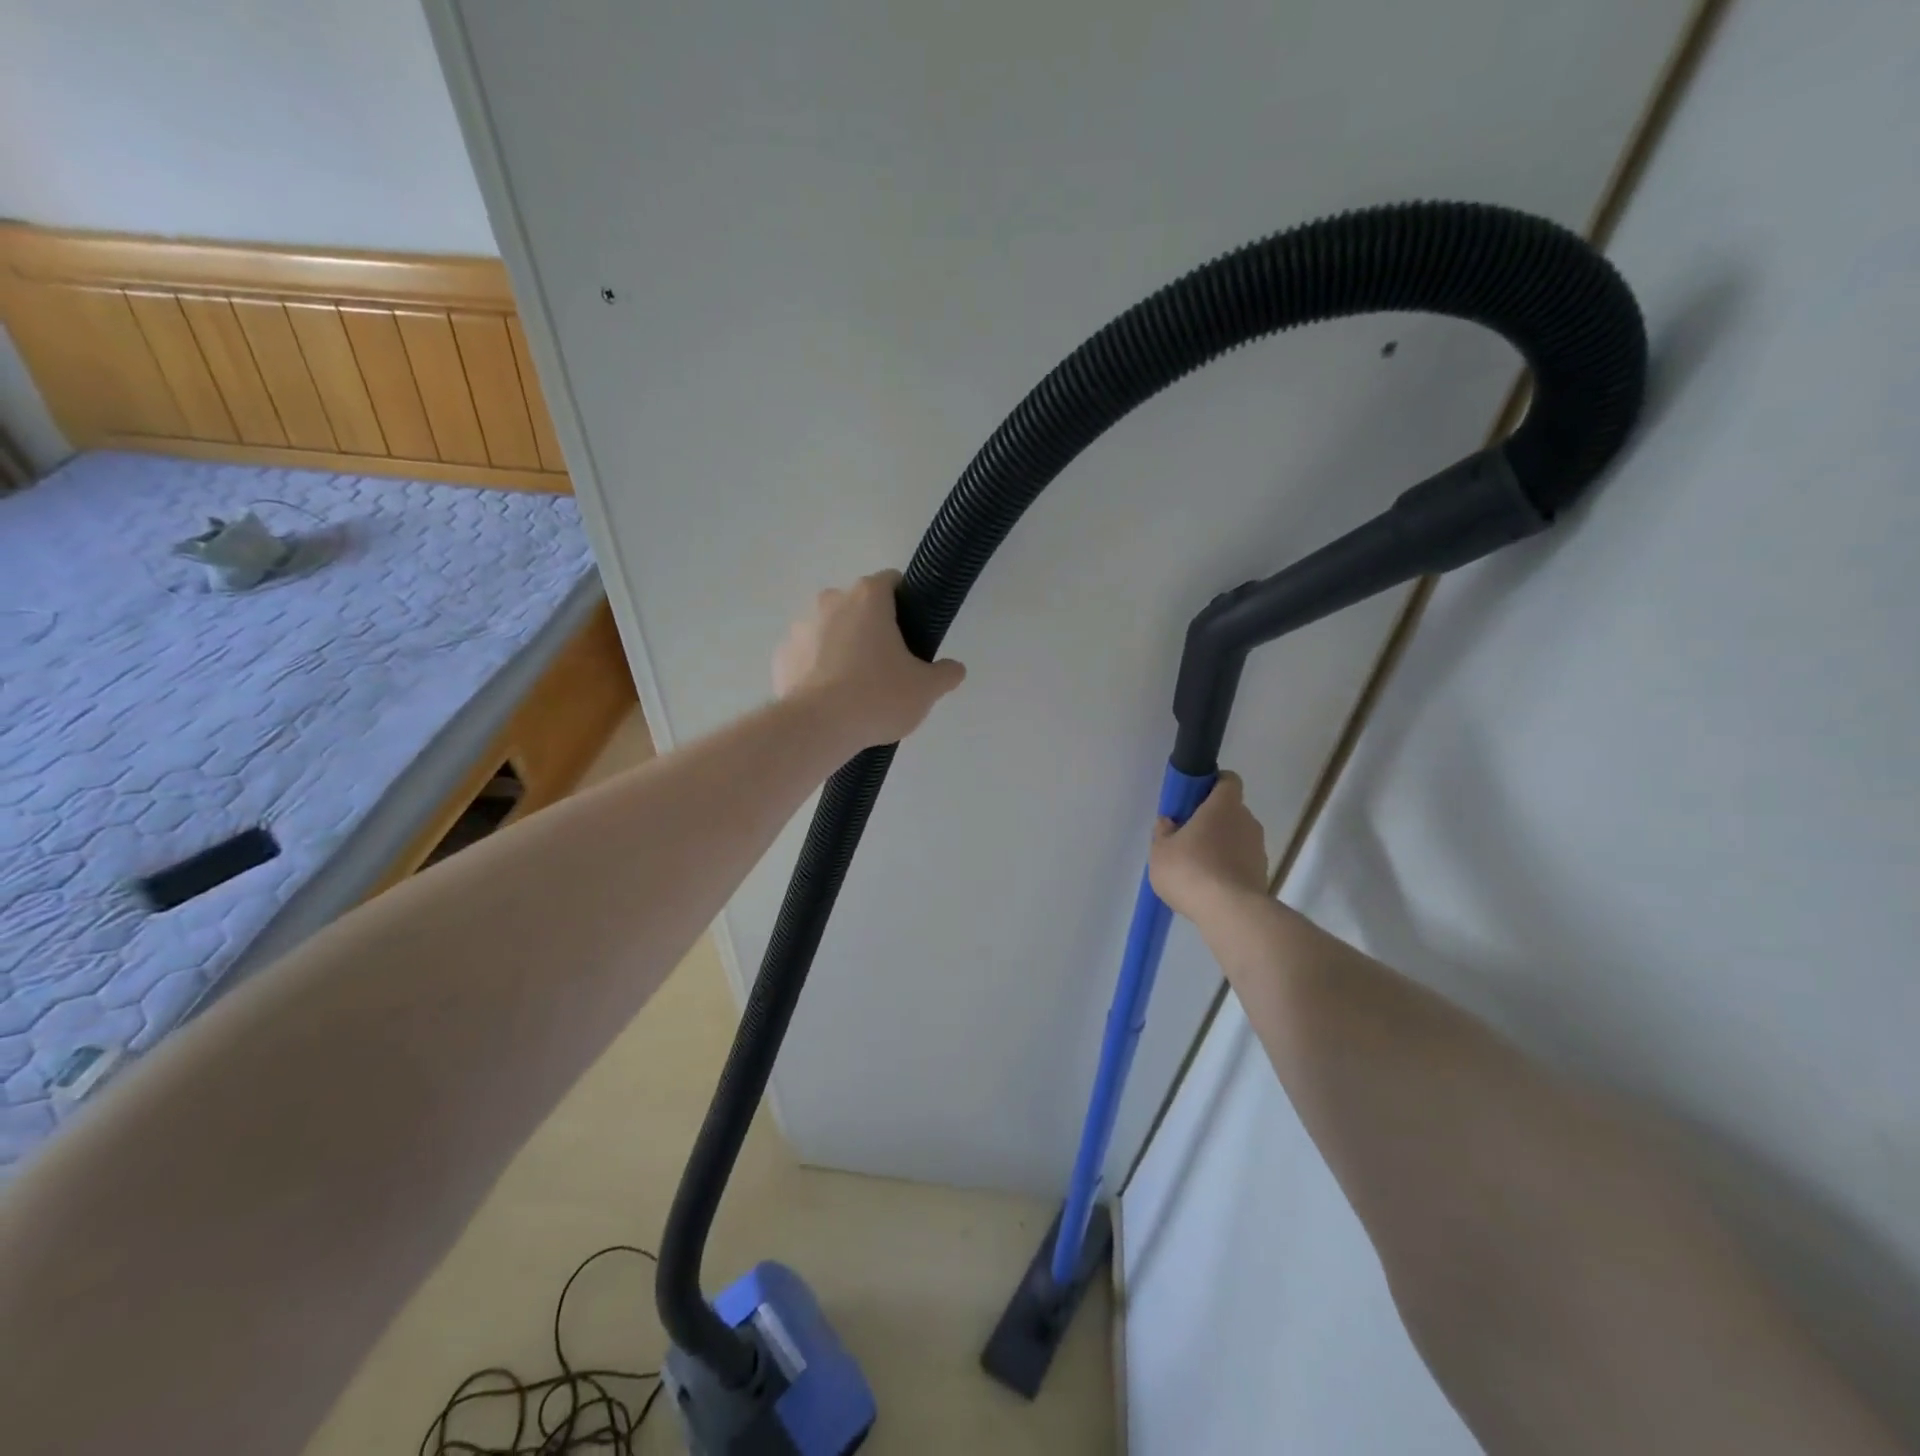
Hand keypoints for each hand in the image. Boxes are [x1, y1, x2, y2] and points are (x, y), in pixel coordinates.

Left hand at [774, 570, 966, 747]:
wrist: (817, 728)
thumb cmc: (877, 697)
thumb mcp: (926, 689)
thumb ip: (946, 673)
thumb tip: (953, 669)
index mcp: (868, 597)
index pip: (892, 582)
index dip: (906, 604)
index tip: (912, 633)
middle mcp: (830, 601)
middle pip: (859, 606)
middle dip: (872, 628)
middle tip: (888, 666)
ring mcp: (800, 626)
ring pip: (830, 630)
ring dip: (843, 647)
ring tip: (855, 687)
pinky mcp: (781, 655)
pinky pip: (807, 655)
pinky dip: (818, 668)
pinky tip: (830, 698)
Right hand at [1148, 772, 1270, 921]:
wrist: (1230, 912)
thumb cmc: (1190, 870)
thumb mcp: (1161, 851)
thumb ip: (1164, 832)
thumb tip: (1169, 822)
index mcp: (1223, 806)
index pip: (1228, 780)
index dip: (1213, 785)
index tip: (1195, 799)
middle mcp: (1247, 821)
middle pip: (1231, 811)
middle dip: (1212, 821)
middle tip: (1188, 838)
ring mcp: (1259, 849)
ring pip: (1237, 838)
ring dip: (1221, 847)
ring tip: (1197, 869)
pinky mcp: (1263, 875)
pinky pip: (1242, 863)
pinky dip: (1228, 869)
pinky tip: (1210, 887)